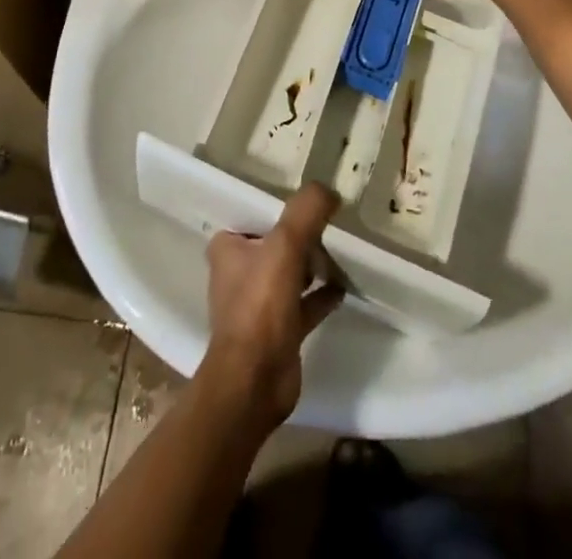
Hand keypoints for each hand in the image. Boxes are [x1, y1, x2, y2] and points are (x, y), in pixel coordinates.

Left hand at [199, 183, 342, 427]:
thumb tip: (330, 191)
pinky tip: (343, 287)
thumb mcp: (285, 244)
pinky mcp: (278, 331)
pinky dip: (322, 294)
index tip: (311, 201)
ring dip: (312, 264)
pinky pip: (304, 303)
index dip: (283, 207)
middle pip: (276, 243)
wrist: (255, 381)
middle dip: (302, 235)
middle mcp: (239, 272)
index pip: (257, 215)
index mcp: (228, 247)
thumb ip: (307, 211)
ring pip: (290, 272)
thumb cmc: (260, 305)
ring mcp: (258, 304)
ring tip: (341, 251)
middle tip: (332, 224)